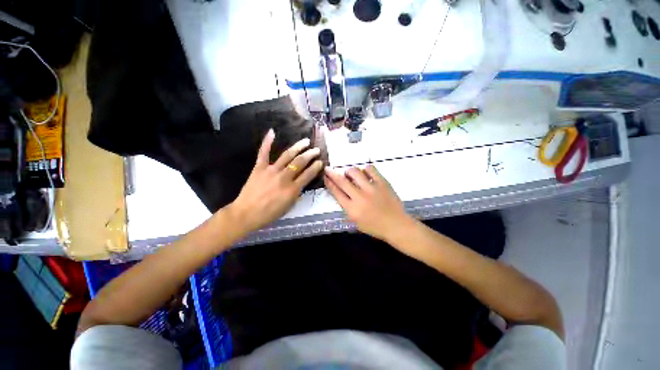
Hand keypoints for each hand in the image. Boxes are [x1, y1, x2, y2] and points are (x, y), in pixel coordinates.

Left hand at [229, 129, 323, 231]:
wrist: (246, 213)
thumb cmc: (269, 213)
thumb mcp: (289, 207)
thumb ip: (296, 194)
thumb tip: (301, 184)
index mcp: (292, 189)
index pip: (308, 174)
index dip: (316, 167)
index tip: (320, 162)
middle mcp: (284, 177)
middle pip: (300, 162)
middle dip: (310, 155)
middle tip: (316, 150)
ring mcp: (271, 170)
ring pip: (287, 155)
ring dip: (298, 147)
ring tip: (305, 141)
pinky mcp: (259, 168)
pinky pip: (263, 153)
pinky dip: (267, 142)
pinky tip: (272, 132)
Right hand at [324, 165, 412, 241]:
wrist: (396, 225)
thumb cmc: (375, 227)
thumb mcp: (356, 222)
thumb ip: (347, 208)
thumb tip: (341, 192)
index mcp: (352, 209)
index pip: (336, 192)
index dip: (329, 183)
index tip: (326, 177)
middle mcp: (359, 197)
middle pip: (342, 181)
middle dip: (332, 173)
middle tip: (328, 168)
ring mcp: (371, 188)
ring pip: (355, 172)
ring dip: (349, 171)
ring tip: (350, 174)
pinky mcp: (382, 183)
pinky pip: (371, 169)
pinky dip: (365, 169)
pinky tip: (365, 173)